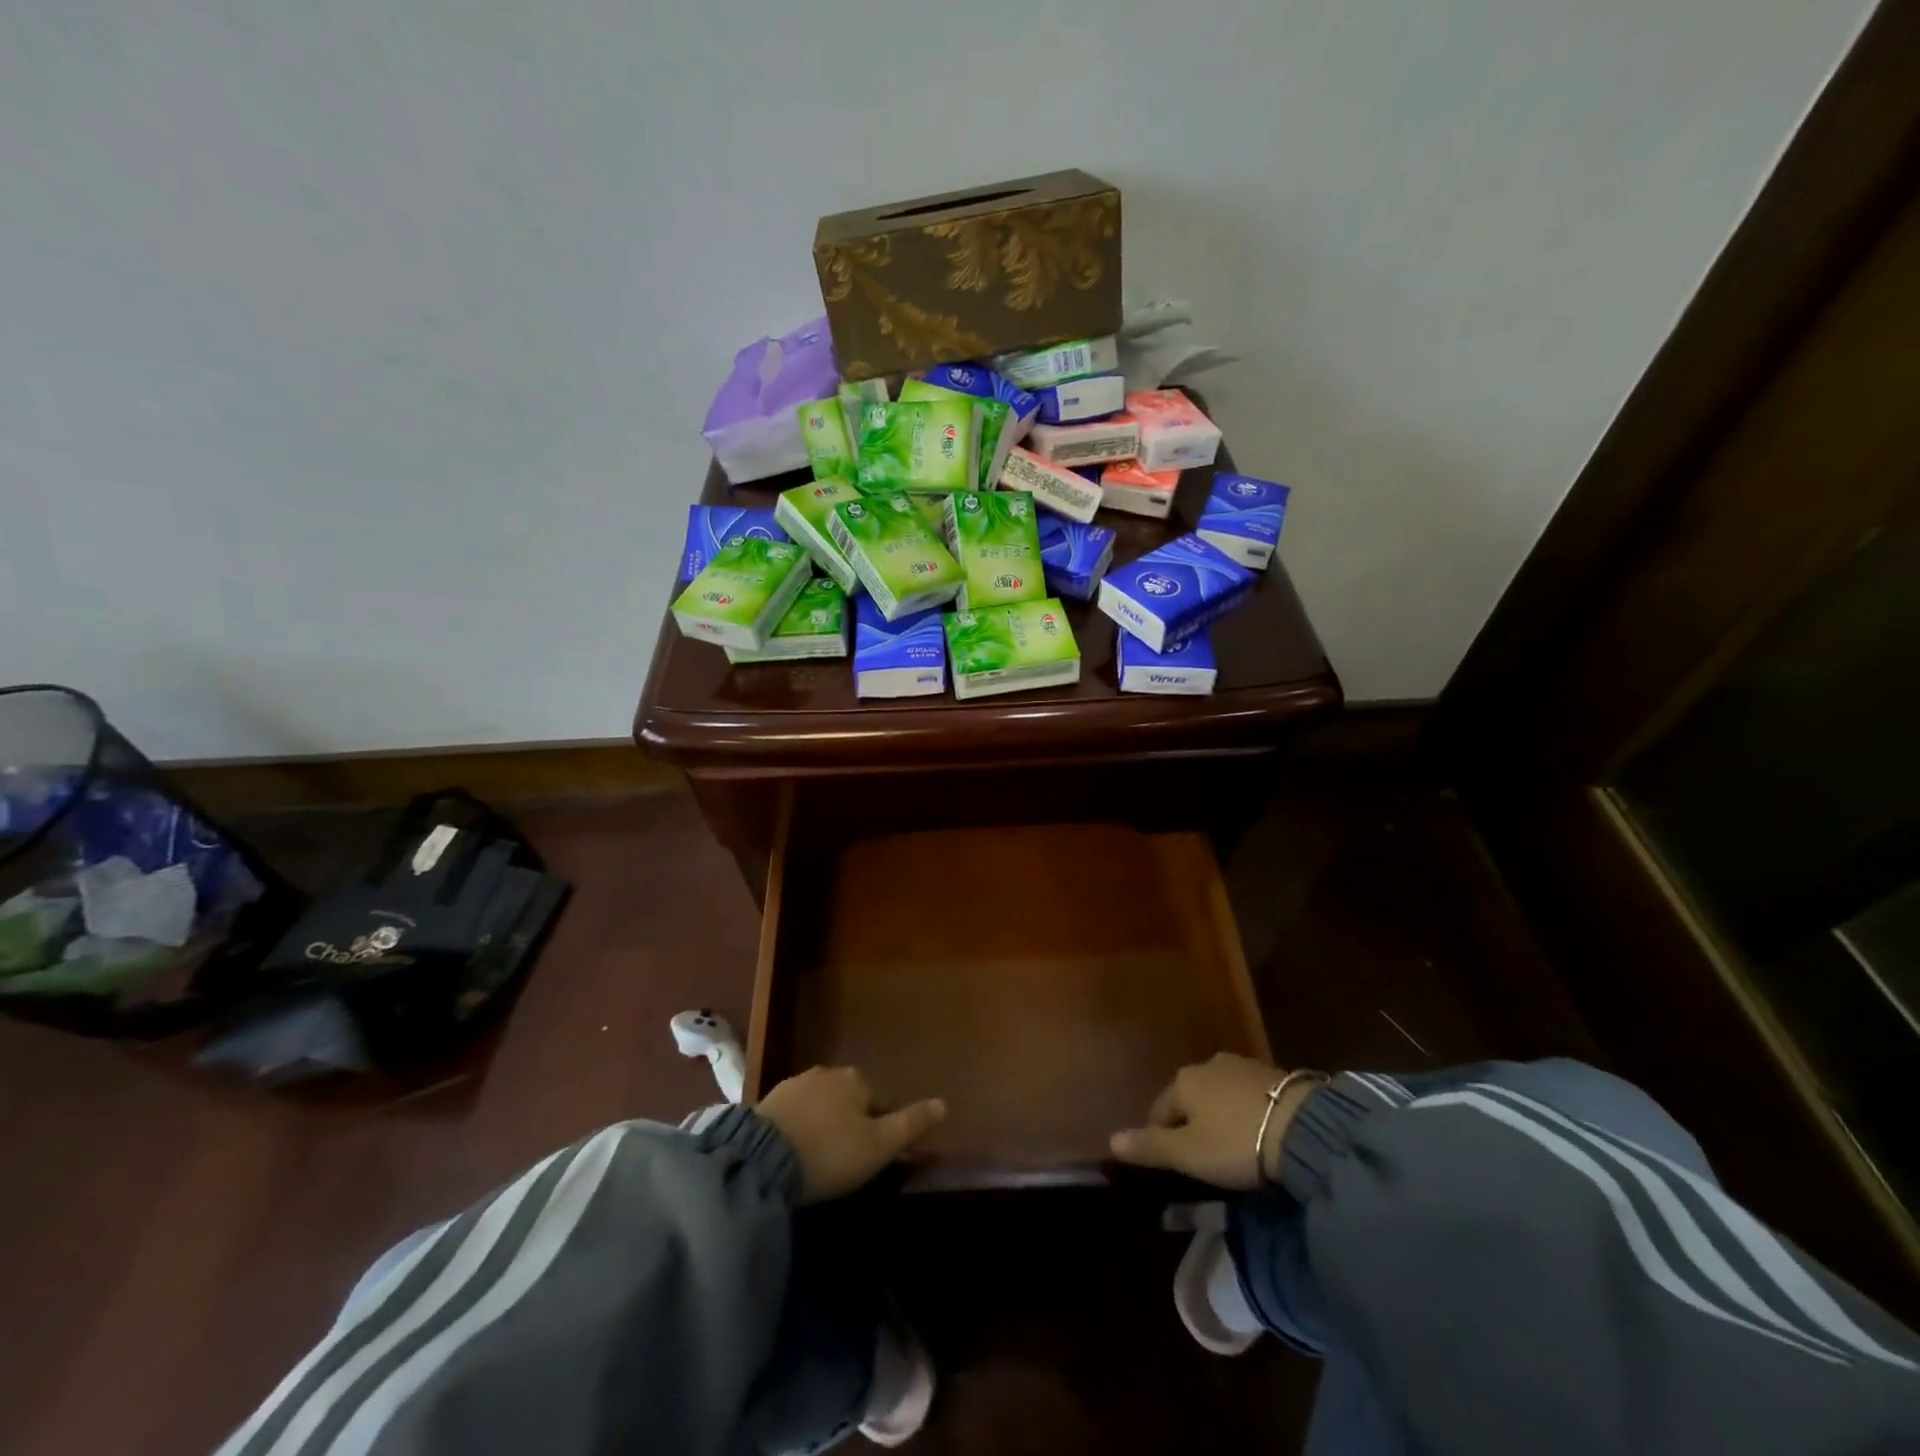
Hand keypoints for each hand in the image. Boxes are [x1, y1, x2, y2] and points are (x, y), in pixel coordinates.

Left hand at [756, 1066, 946, 1203]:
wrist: (762, 1157)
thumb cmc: (830, 1152)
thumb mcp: (879, 1146)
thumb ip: (911, 1124)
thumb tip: (944, 1103)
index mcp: (857, 1080)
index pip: (879, 1101)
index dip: (880, 1129)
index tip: (872, 1157)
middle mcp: (827, 1073)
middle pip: (849, 1099)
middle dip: (850, 1122)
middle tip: (845, 1160)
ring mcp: (795, 1084)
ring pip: (820, 1104)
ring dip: (823, 1124)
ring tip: (819, 1159)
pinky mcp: (768, 1101)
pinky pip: (794, 1113)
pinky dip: (799, 1128)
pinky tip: (794, 1152)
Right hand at [1110, 1053, 1312, 1189]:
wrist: (1304, 1128)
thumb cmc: (1236, 1142)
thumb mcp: (1188, 1154)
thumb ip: (1149, 1146)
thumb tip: (1110, 1140)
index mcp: (1182, 1081)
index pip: (1159, 1111)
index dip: (1161, 1139)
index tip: (1173, 1166)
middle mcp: (1207, 1065)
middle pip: (1189, 1099)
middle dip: (1192, 1124)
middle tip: (1205, 1158)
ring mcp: (1241, 1065)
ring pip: (1219, 1094)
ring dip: (1220, 1115)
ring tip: (1233, 1145)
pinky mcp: (1273, 1073)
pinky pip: (1247, 1094)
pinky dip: (1245, 1111)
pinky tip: (1257, 1131)